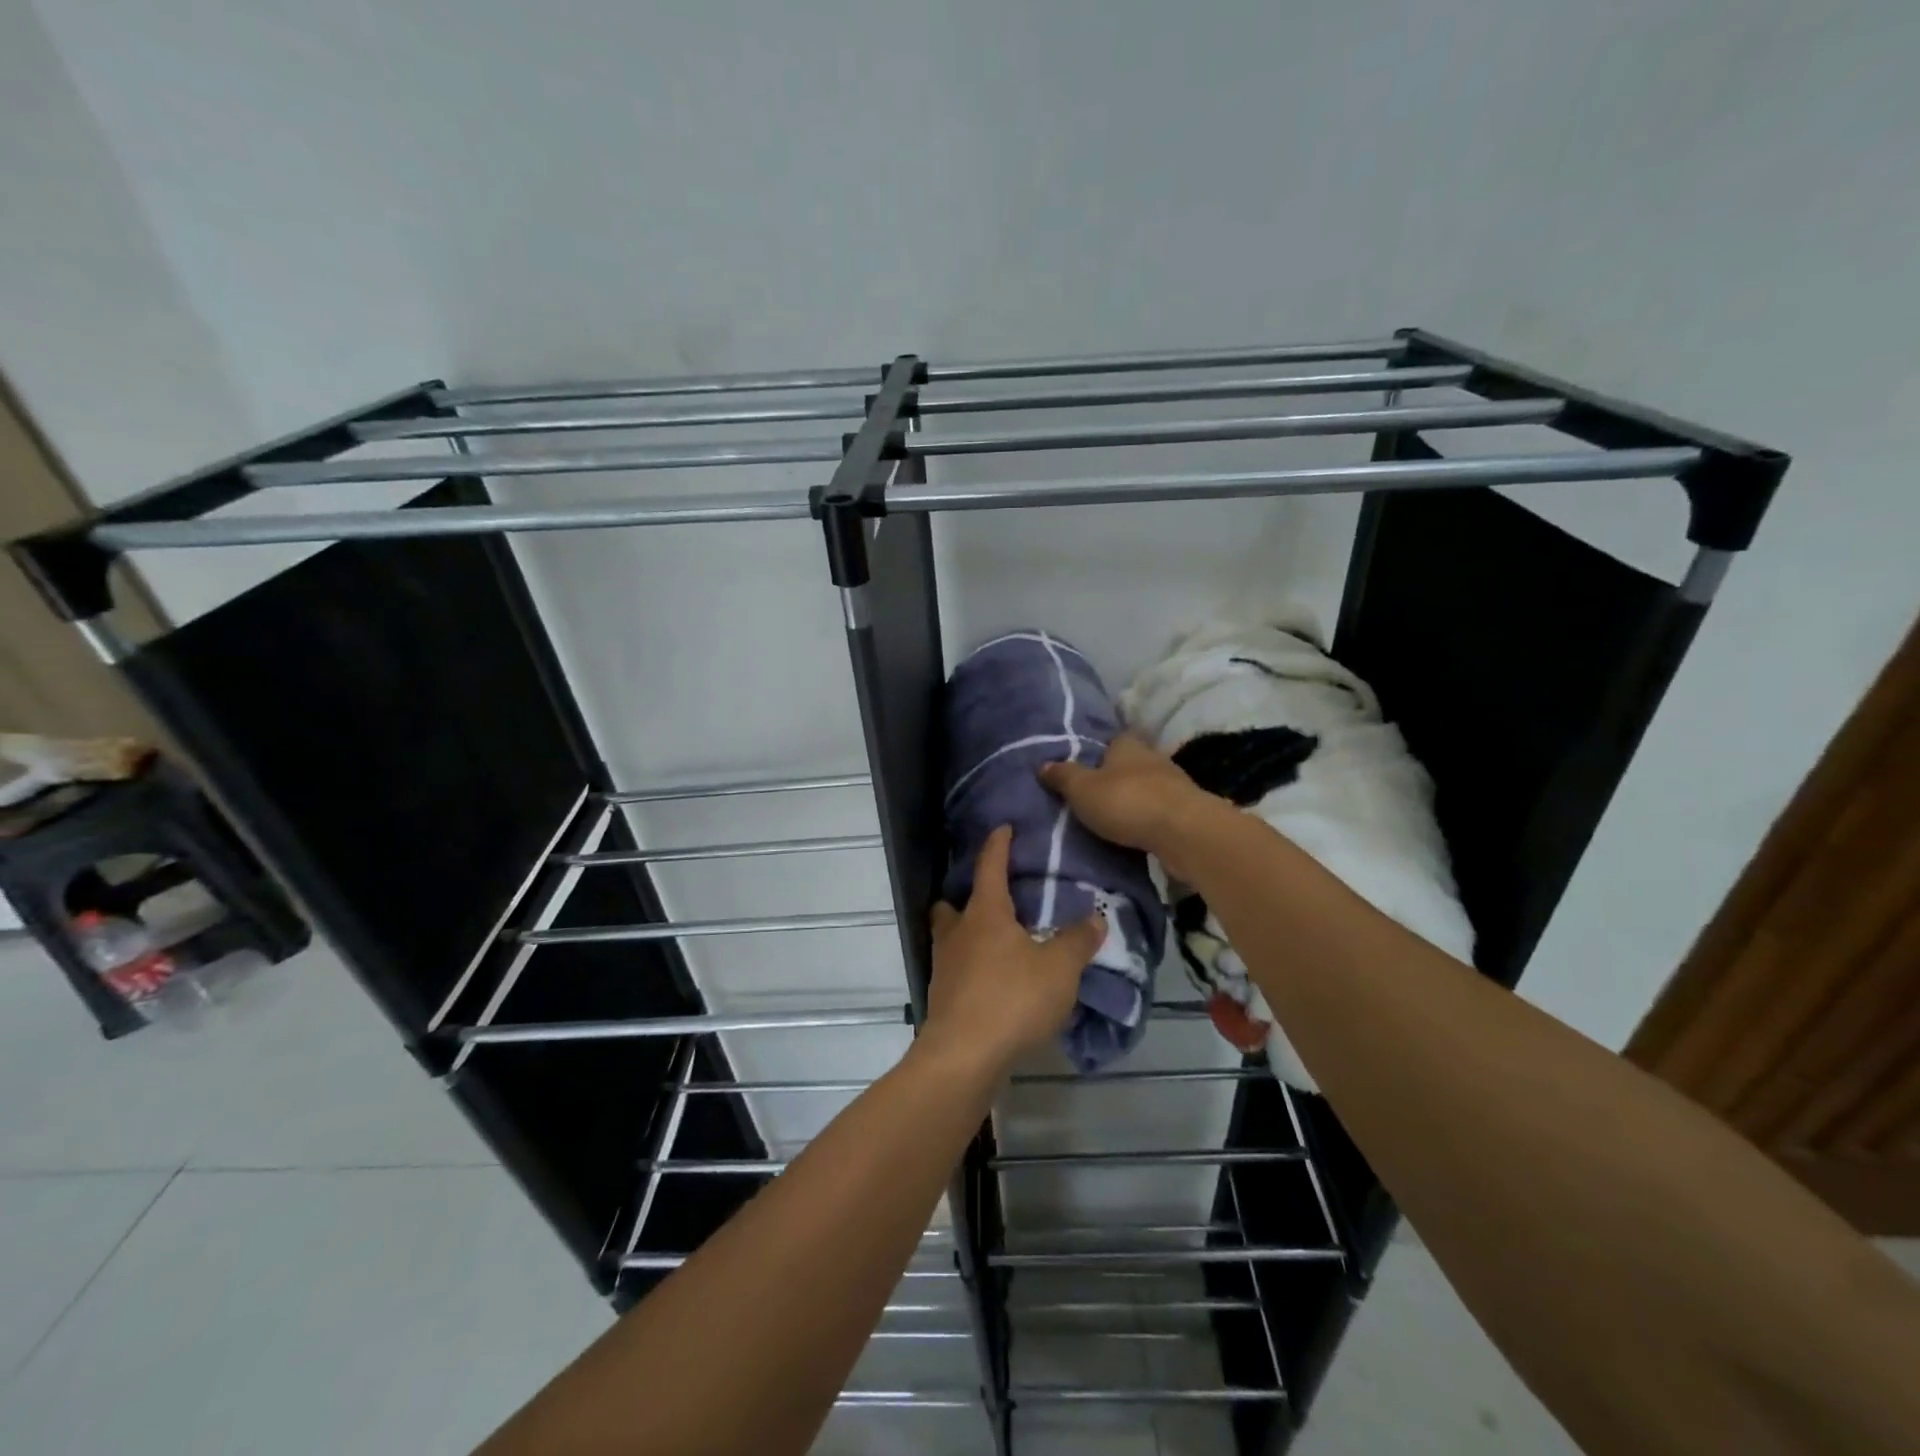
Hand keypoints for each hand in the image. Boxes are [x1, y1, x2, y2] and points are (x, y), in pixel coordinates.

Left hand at [925, 826, 1103, 1075]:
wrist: (963, 1056)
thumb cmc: (1012, 999)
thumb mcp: (1058, 969)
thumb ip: (1078, 941)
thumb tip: (1096, 917)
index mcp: (985, 914)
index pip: (989, 866)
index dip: (998, 845)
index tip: (1003, 828)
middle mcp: (958, 933)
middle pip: (953, 904)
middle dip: (969, 897)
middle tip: (994, 899)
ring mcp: (945, 966)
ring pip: (951, 938)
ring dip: (968, 934)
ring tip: (998, 943)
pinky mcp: (943, 998)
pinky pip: (956, 969)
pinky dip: (972, 967)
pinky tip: (994, 981)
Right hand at [1038, 733, 1222, 881]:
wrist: (1184, 832)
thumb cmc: (1127, 802)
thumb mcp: (1082, 789)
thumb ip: (1063, 776)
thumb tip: (1042, 764)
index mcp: (1127, 745)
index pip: (1112, 739)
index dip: (1098, 750)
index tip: (1084, 765)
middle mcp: (1152, 757)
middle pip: (1130, 763)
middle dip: (1115, 776)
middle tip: (1093, 793)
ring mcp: (1174, 784)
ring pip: (1147, 786)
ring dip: (1133, 798)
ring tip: (1112, 815)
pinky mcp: (1186, 811)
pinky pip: (1159, 809)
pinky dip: (1148, 817)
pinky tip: (1136, 830)